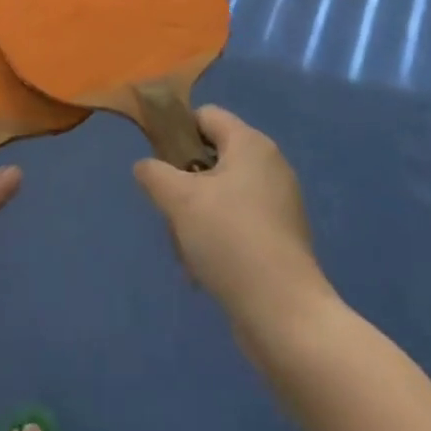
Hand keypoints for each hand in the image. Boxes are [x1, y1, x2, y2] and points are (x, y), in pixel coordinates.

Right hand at [133, 107, 326, 326]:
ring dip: (197, 216)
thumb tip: (146, 166)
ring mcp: (279, 203)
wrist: (284, 315)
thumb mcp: (179, 200)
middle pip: (211, 157)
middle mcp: (269, 165)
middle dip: (184, 184)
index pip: (205, 116)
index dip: (177, 132)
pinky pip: (238, 222)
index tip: (159, 165)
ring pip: (221, 194)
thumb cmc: (230, 240)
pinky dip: (218, 238)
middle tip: (171, 213)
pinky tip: (205, 270)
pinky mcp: (282, 237)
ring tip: (186, 250)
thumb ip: (154, 173)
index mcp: (250, 144)